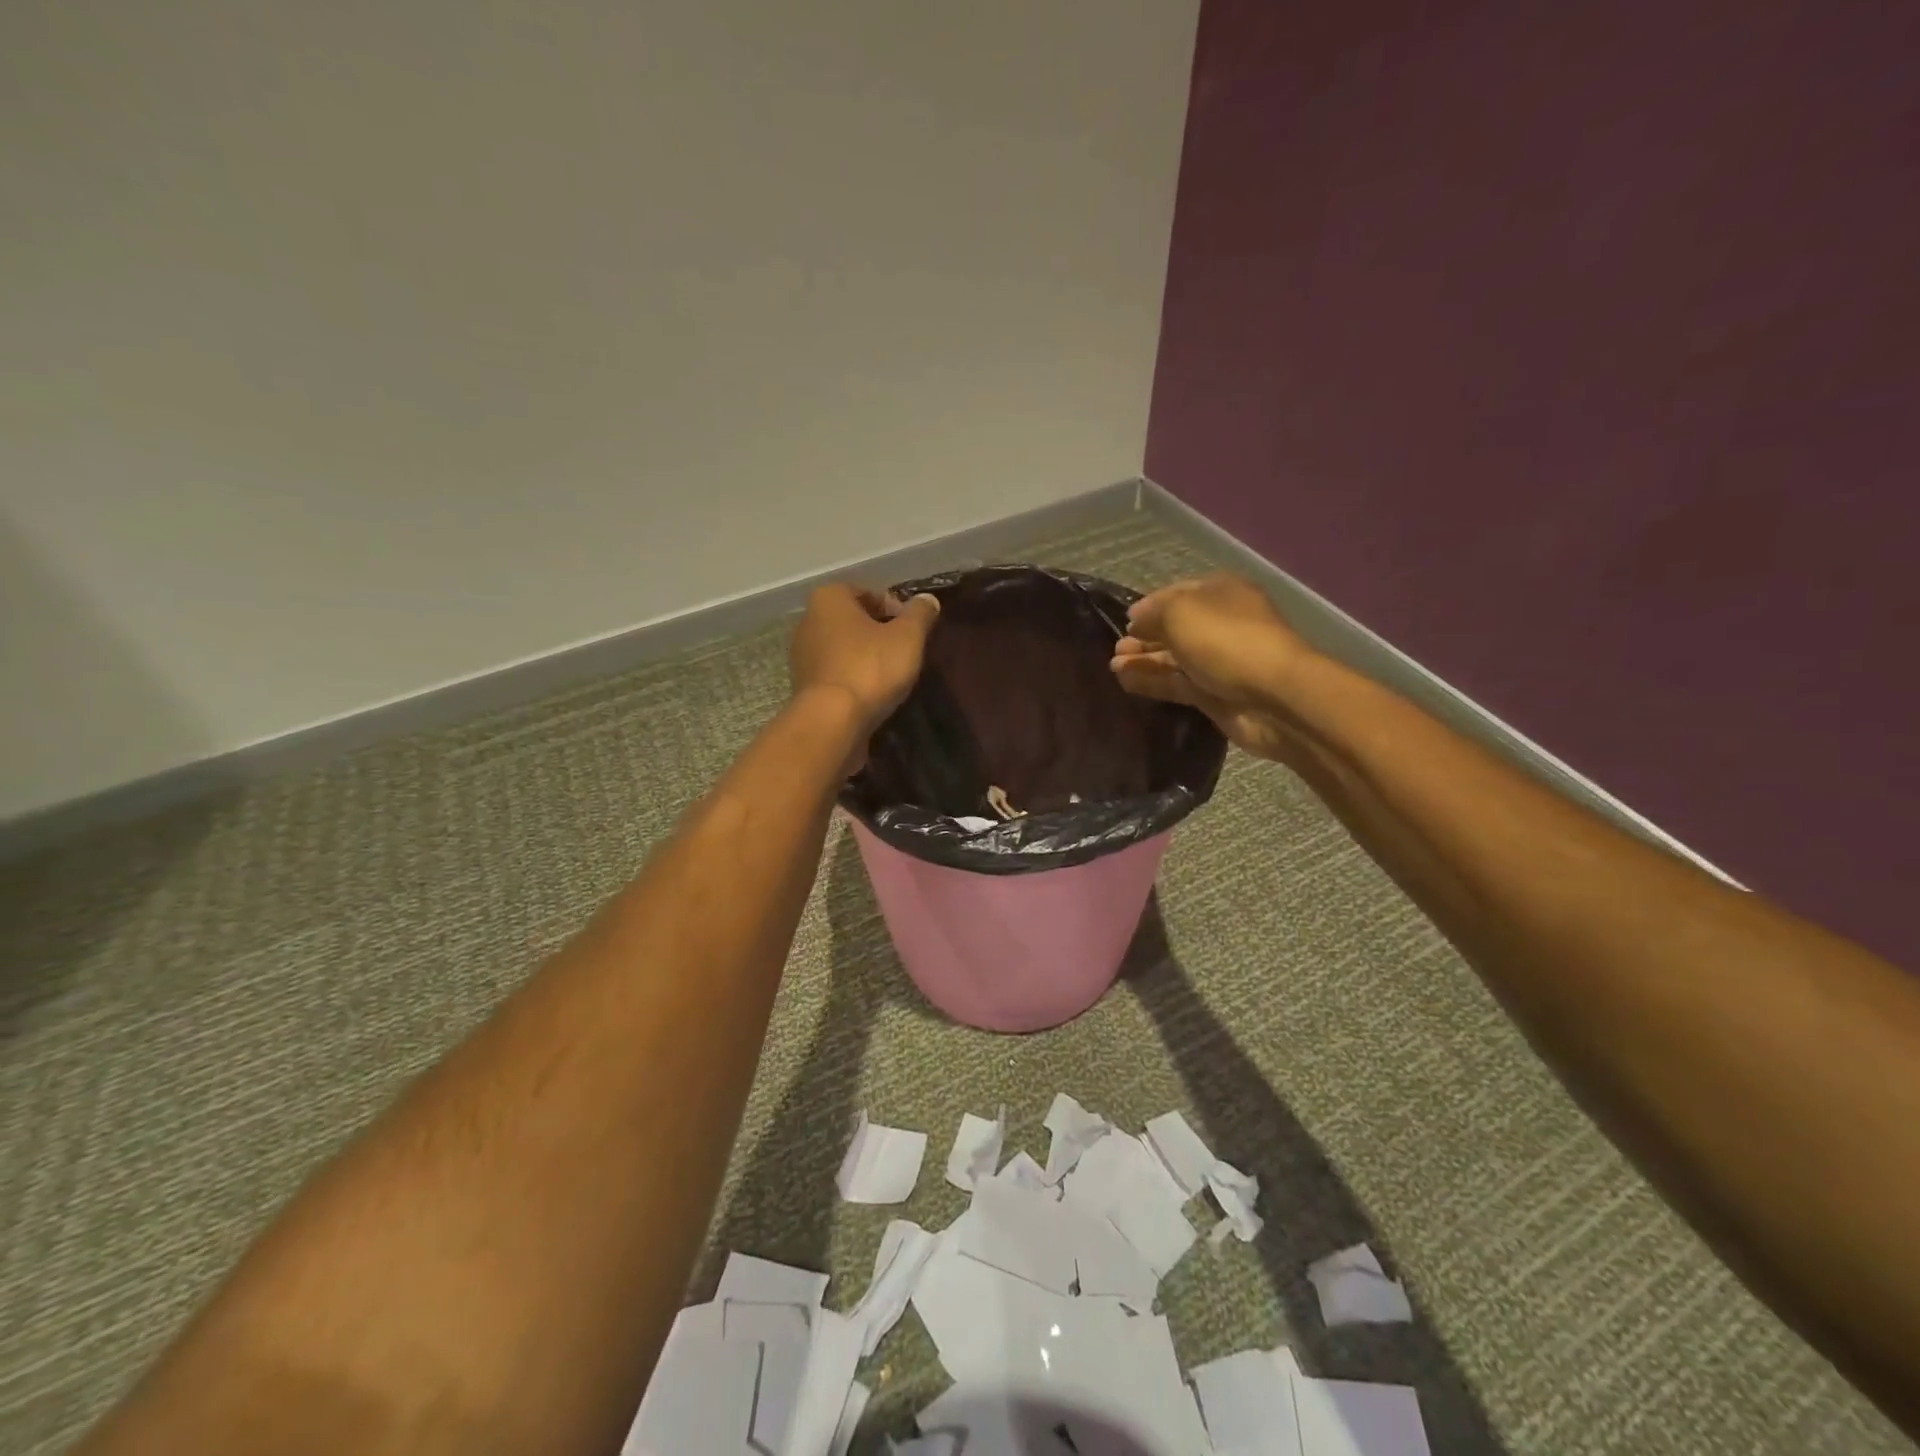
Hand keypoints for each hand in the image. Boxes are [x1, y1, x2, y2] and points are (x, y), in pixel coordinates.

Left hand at [789, 583, 940, 747]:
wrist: (832, 721)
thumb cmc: (870, 668)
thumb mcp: (908, 637)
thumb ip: (920, 614)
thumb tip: (928, 599)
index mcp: (829, 598)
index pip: (869, 593)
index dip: (896, 609)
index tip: (912, 630)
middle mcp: (808, 620)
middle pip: (854, 621)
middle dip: (880, 633)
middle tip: (905, 652)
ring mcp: (802, 655)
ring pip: (844, 648)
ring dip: (867, 658)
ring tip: (891, 676)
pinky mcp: (804, 686)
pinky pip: (836, 673)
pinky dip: (853, 678)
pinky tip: (872, 694)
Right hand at [1110, 574, 1309, 762]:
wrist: (1272, 696)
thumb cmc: (1225, 640)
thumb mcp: (1180, 612)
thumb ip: (1152, 613)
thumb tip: (1135, 619)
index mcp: (1221, 593)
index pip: (1177, 594)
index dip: (1149, 606)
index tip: (1124, 620)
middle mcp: (1221, 624)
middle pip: (1174, 628)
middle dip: (1143, 636)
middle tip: (1116, 649)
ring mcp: (1218, 661)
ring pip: (1173, 658)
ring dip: (1143, 660)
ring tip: (1114, 666)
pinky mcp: (1214, 694)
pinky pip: (1176, 684)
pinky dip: (1151, 682)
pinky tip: (1125, 682)